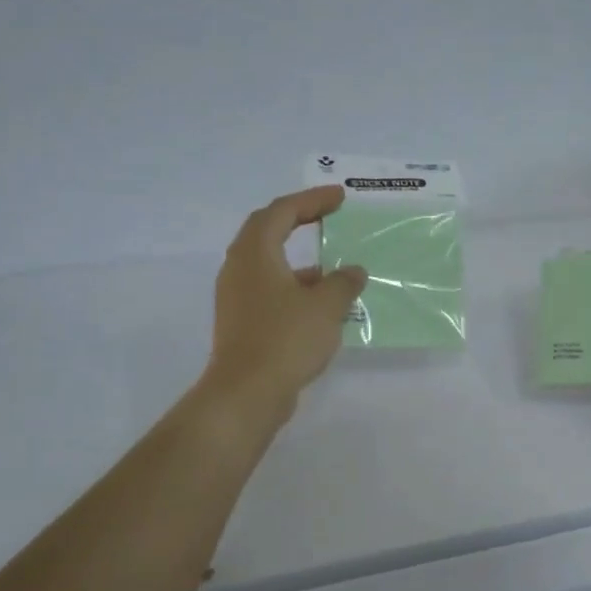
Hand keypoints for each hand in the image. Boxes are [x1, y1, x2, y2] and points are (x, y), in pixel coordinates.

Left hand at [203, 187, 366, 418]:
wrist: (247, 393)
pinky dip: (295, 289)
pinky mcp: (242, 323)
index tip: (340, 198)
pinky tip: (322, 307)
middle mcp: (239, 268)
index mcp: (255, 253)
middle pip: (267, 232)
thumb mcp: (325, 307)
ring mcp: (237, 298)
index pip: (282, 211)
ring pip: (270, 266)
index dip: (312, 200)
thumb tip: (353, 271)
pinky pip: (270, 292)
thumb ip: (343, 282)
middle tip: (329, 217)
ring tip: (335, 269)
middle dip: (299, 221)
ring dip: (301, 262)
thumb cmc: (285, 339)